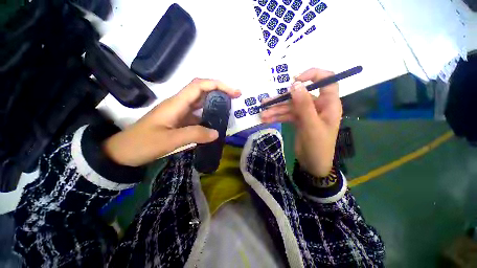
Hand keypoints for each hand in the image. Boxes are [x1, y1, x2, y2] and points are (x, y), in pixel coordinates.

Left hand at [104, 78, 240, 166]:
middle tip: (236, 99)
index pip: (199, 86)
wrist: (123, 152)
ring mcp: (180, 113)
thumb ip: (194, 135)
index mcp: (176, 104)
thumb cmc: (141, 144)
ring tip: (229, 112)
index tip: (233, 91)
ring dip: (216, 105)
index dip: (217, 85)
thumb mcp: (168, 141)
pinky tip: (216, 125)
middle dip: (220, 92)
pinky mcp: (180, 121)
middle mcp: (179, 104)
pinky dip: (209, 117)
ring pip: (201, 104)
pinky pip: (198, 116)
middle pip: (202, 91)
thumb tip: (216, 133)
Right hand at [260, 68, 341, 177]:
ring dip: (275, 111)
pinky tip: (266, 120)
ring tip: (262, 116)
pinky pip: (286, 115)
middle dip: (281, 101)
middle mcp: (317, 105)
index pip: (326, 80)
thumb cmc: (318, 146)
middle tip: (265, 104)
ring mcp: (306, 113)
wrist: (313, 164)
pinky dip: (277, 117)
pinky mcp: (298, 120)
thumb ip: (304, 105)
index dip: (312, 75)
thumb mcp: (311, 125)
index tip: (294, 80)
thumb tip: (295, 84)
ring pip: (289, 107)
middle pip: (299, 96)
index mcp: (328, 103)